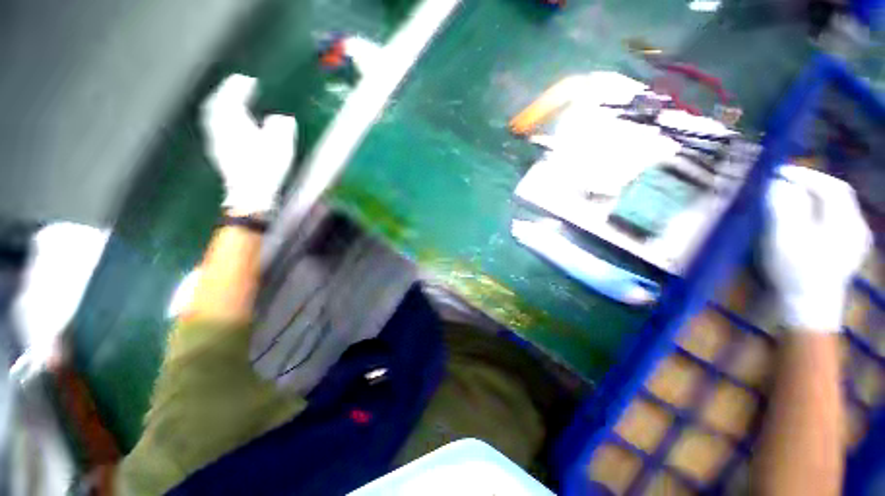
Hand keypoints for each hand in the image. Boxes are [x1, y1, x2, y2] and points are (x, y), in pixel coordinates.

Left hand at [201, 74, 297, 214]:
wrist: (250, 194)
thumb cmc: (267, 170)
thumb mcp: (281, 148)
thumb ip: (281, 129)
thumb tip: (282, 118)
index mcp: (236, 124)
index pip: (232, 98)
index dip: (238, 87)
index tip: (248, 80)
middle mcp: (221, 128)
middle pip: (218, 103)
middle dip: (227, 91)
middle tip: (238, 84)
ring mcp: (217, 140)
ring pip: (213, 114)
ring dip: (221, 102)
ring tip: (231, 98)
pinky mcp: (218, 151)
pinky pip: (214, 125)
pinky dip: (220, 116)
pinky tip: (227, 120)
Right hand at [762, 165, 871, 330]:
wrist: (808, 308)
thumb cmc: (795, 272)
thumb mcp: (784, 238)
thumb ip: (783, 207)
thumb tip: (778, 184)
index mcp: (845, 222)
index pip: (831, 186)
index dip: (806, 175)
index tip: (779, 172)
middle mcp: (856, 226)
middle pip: (837, 195)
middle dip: (810, 185)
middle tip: (784, 182)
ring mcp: (855, 240)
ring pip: (836, 208)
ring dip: (814, 198)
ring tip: (791, 196)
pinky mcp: (847, 251)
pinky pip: (836, 221)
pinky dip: (818, 212)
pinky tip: (805, 217)